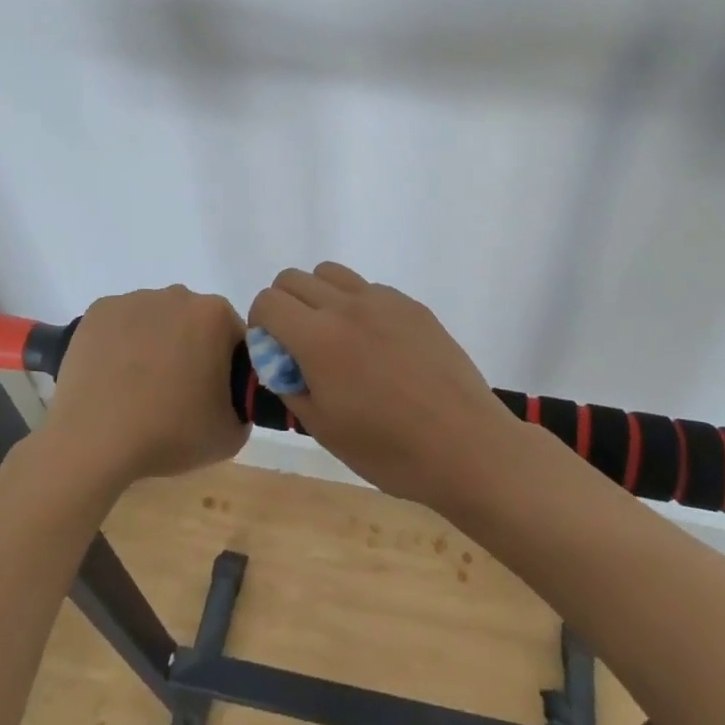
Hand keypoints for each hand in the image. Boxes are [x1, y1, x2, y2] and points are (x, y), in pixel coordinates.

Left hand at [41, 286, 249, 485]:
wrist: (94, 442)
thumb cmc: (168, 433)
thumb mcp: (230, 435)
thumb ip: (244, 407)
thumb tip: (233, 398)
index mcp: (214, 315)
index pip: (232, 337)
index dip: (226, 367)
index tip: (211, 396)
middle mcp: (177, 295)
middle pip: (193, 322)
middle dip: (190, 350)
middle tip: (175, 394)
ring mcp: (134, 299)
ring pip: (156, 320)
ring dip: (154, 344)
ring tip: (137, 389)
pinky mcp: (99, 311)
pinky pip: (121, 324)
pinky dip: (120, 343)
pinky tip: (112, 377)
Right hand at [247, 264, 520, 508]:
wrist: (465, 444)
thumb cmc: (389, 450)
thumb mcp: (324, 430)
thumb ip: (291, 385)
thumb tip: (280, 361)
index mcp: (319, 338)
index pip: (268, 301)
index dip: (260, 324)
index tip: (273, 353)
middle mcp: (348, 306)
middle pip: (294, 278)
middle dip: (284, 306)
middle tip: (298, 347)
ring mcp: (384, 300)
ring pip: (331, 273)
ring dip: (319, 297)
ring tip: (336, 339)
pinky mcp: (412, 305)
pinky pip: (369, 288)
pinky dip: (356, 305)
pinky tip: (377, 347)